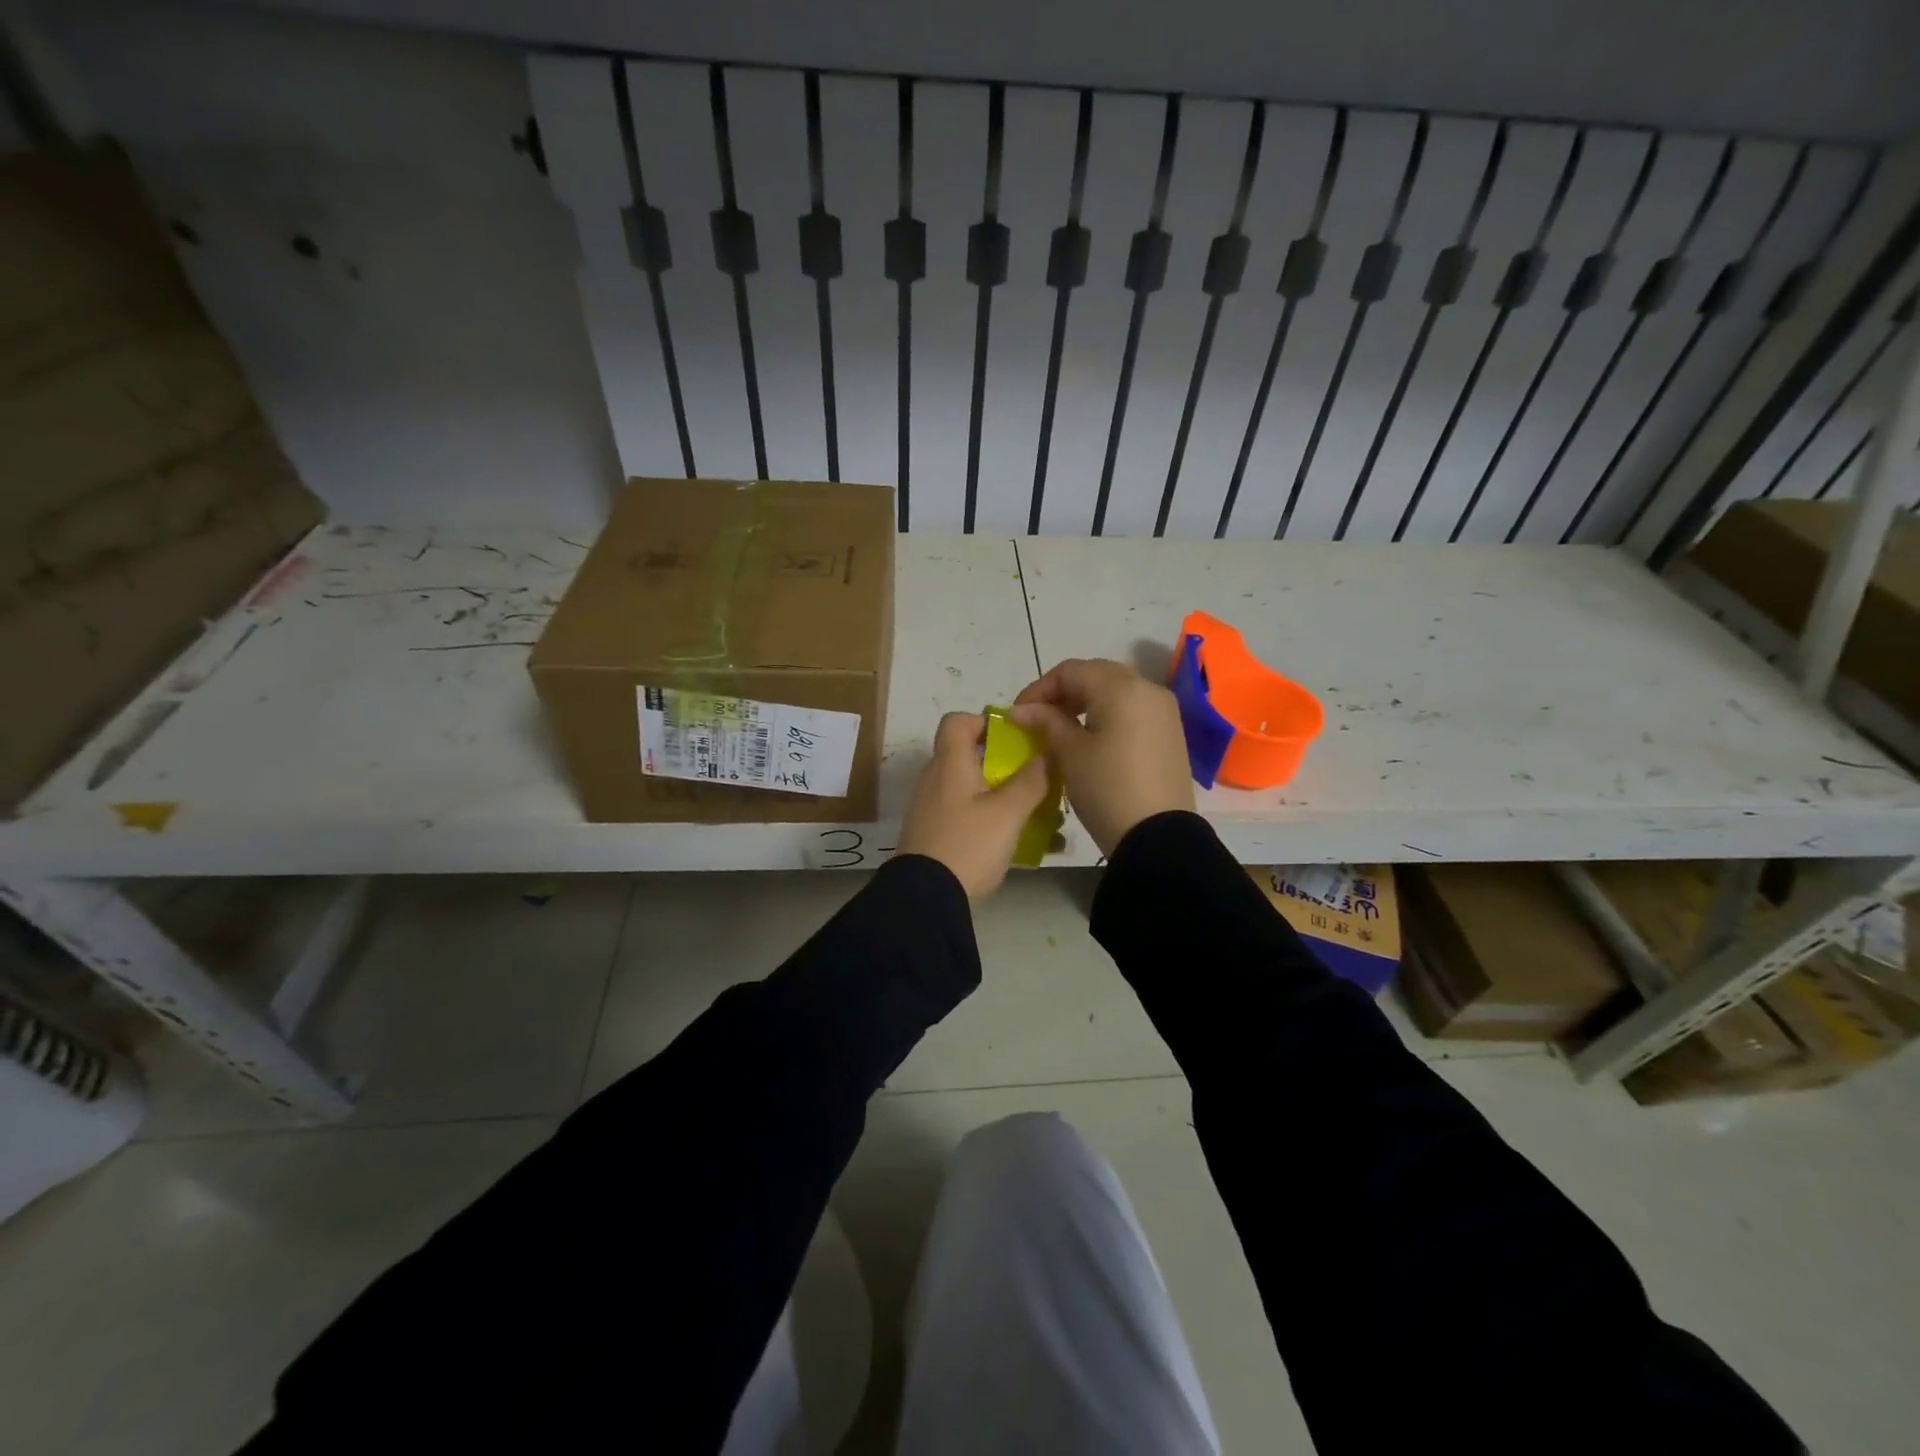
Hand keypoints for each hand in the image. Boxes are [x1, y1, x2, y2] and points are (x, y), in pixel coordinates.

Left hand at [897, 711, 1052, 899]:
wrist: (925, 899)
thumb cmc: (968, 845)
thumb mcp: (1008, 813)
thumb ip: (1031, 781)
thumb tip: (1047, 754)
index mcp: (949, 764)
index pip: (958, 721)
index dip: (986, 722)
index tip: (1015, 740)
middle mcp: (936, 779)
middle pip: (971, 756)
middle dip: (1007, 766)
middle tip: (1037, 781)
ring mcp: (932, 809)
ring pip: (973, 790)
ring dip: (1004, 797)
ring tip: (1039, 818)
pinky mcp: (934, 835)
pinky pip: (967, 816)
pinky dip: (992, 821)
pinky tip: (1020, 844)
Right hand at [1010, 658, 1193, 856]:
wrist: (1158, 837)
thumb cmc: (1107, 789)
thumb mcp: (1070, 753)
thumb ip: (1046, 722)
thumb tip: (1021, 709)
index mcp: (1121, 688)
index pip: (1070, 671)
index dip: (1039, 688)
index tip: (1018, 714)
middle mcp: (1147, 688)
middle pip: (1096, 675)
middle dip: (1062, 691)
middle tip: (1037, 717)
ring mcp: (1164, 710)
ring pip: (1116, 691)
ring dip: (1085, 702)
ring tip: (1060, 728)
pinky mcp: (1170, 732)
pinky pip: (1132, 709)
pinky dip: (1107, 714)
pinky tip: (1090, 738)